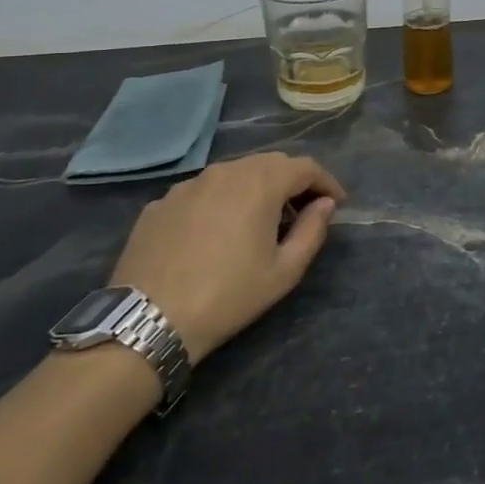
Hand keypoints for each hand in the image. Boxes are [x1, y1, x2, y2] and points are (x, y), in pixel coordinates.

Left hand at [109, 151, 345, 360]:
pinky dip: (221, 201)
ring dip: (256, 188)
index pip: (305, 166)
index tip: (337, 204)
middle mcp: (225, 171)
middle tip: (302, 211)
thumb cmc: (228, 296)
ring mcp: (188, 185)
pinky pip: (203, 191)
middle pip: (270, 163)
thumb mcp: (284, 271)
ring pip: (234, 173)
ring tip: (261, 220)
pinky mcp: (160, 203)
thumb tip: (324, 204)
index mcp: (260, 183)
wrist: (147, 320)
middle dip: (293, 181)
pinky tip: (218, 232)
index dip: (326, 182)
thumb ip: (312, 230)